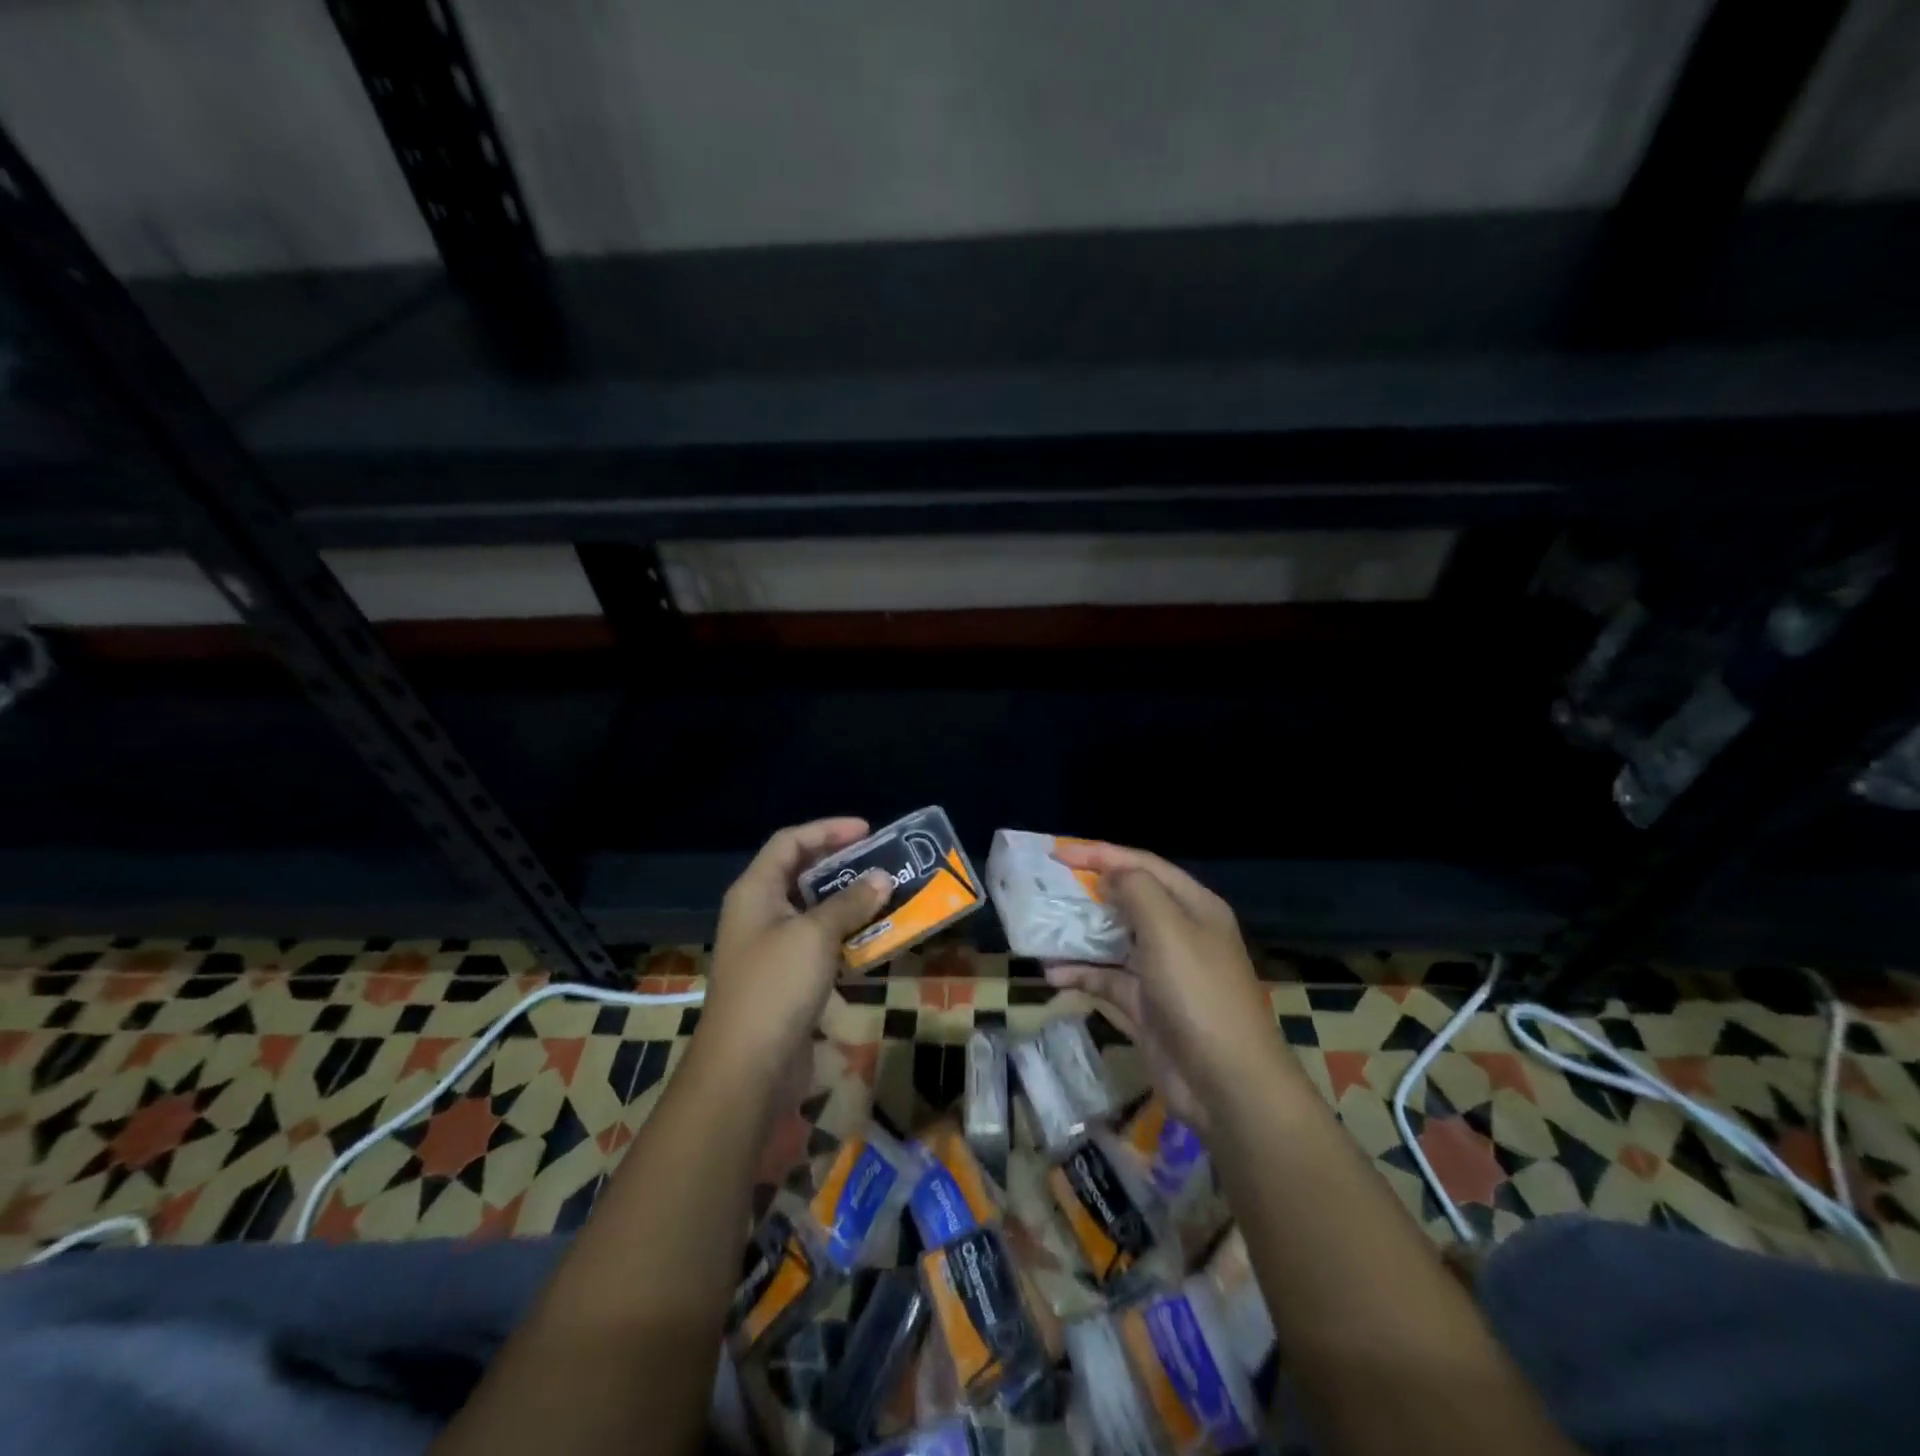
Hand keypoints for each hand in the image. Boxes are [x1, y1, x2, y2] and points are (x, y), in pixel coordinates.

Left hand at [699, 818, 892, 1084]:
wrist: (745, 1070)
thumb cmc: (776, 987)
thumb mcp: (815, 935)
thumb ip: (850, 902)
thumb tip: (882, 878)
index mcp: (755, 891)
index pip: (790, 842)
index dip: (828, 830)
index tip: (869, 831)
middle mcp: (759, 913)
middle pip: (802, 875)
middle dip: (844, 867)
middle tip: (884, 864)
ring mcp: (771, 949)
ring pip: (815, 913)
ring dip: (850, 905)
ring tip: (889, 898)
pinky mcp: (786, 981)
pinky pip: (820, 946)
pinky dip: (847, 939)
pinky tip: (876, 942)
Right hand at [1045, 842, 1284, 1132]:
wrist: (1226, 1083)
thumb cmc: (1198, 993)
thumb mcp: (1168, 929)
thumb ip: (1136, 891)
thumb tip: (1110, 874)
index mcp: (1193, 906)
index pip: (1142, 865)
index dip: (1100, 853)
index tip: (1058, 853)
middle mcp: (1179, 932)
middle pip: (1127, 899)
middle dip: (1088, 891)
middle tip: (1045, 886)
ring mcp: (1162, 970)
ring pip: (1113, 939)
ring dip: (1079, 934)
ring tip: (1040, 927)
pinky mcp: (1146, 1005)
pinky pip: (1108, 979)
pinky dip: (1081, 973)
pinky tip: (1051, 973)